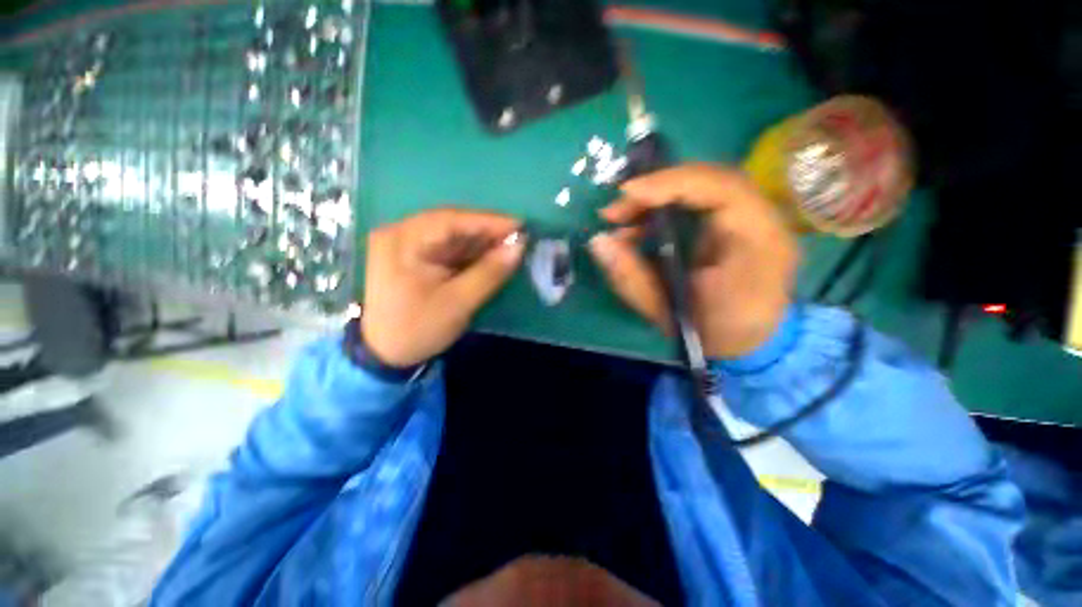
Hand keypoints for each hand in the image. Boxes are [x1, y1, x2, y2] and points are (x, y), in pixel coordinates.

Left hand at [361, 209, 525, 366]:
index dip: (489, 221)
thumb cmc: (418, 328)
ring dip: (481, 242)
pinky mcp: (414, 257)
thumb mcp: (458, 302)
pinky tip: (490, 255)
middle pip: (452, 225)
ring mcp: (406, 245)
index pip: (451, 220)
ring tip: (510, 246)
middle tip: (519, 237)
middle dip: (487, 231)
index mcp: (403, 240)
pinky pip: (448, 248)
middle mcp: (401, 234)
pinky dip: (470, 252)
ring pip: (452, 236)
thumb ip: (490, 272)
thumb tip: (520, 246)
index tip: (520, 225)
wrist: (385, 355)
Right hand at [588, 164, 798, 358]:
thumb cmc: (710, 334)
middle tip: (615, 212)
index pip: (724, 191)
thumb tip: (598, 242)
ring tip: (619, 221)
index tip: (628, 194)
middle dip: (657, 189)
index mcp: (759, 247)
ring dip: (656, 198)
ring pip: (702, 187)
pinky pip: (697, 202)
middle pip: (711, 181)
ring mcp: (748, 221)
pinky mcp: (731, 225)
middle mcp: (761, 224)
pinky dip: (662, 209)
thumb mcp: (666, 314)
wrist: (742, 343)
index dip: (674, 183)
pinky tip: (636, 229)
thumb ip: (632, 279)